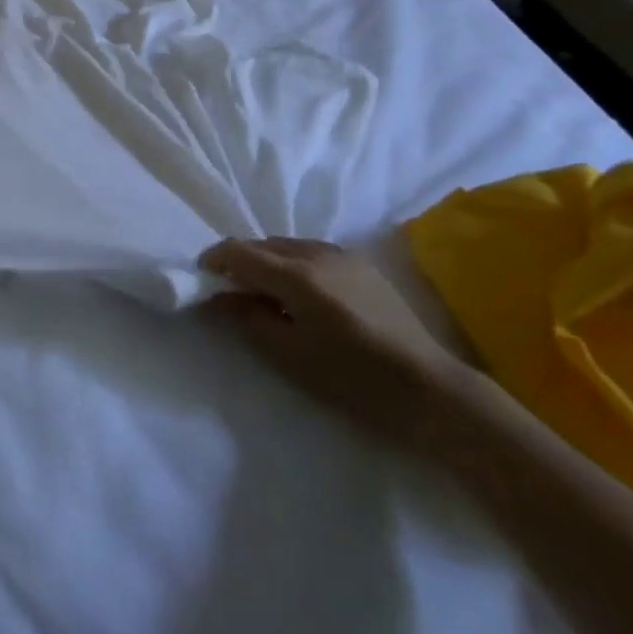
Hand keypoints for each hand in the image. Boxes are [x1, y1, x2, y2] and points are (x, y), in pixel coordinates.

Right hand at [199, 238, 452, 438]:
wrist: (430, 389)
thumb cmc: (353, 379)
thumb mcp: (289, 355)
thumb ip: (248, 318)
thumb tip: (219, 297)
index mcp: (296, 275)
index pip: (238, 251)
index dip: (213, 261)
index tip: (202, 281)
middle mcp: (316, 253)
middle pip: (261, 244)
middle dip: (239, 262)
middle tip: (232, 294)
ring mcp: (342, 254)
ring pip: (286, 245)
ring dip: (266, 262)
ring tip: (267, 296)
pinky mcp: (360, 263)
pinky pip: (310, 251)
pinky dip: (292, 264)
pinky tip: (301, 295)